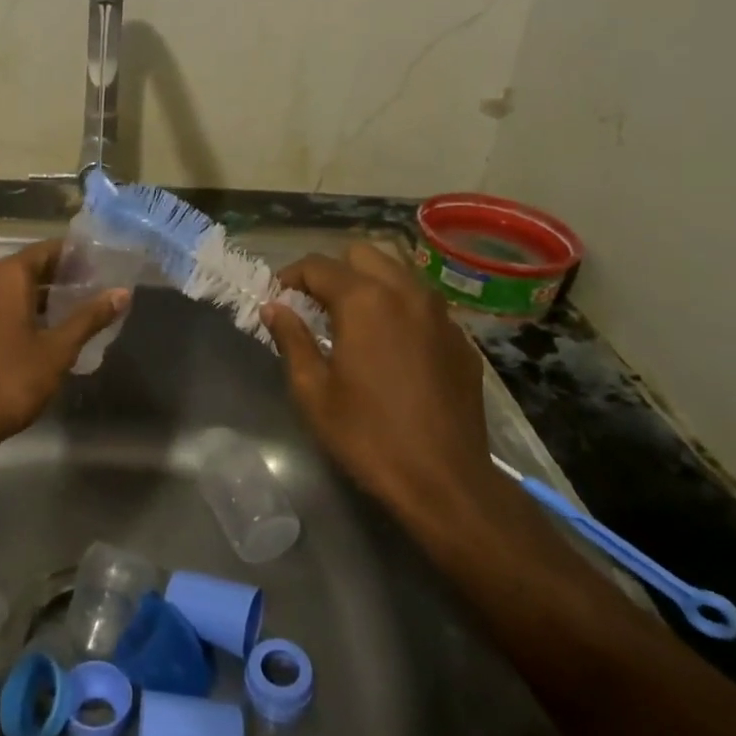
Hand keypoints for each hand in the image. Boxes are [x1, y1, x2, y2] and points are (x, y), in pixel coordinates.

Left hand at [0, 239, 128, 450]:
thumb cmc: (16, 377)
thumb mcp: (60, 347)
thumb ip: (90, 316)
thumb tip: (122, 293)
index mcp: (5, 277)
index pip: (44, 250)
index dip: (73, 255)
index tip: (99, 263)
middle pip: (27, 265)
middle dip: (59, 273)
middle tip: (94, 284)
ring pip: (11, 285)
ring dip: (40, 291)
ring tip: (76, 303)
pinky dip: (21, 305)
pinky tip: (47, 323)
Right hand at [261, 243, 500, 524]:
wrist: (446, 481)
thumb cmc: (368, 435)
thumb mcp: (314, 391)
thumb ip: (291, 339)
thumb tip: (274, 308)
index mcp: (365, 300)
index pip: (317, 266)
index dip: (290, 277)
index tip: (277, 298)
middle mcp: (406, 292)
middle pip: (362, 254)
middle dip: (334, 271)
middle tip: (316, 307)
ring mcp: (441, 314)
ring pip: (398, 273)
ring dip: (370, 283)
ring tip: (354, 321)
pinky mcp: (462, 339)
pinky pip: (424, 304)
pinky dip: (401, 310)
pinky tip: (393, 348)